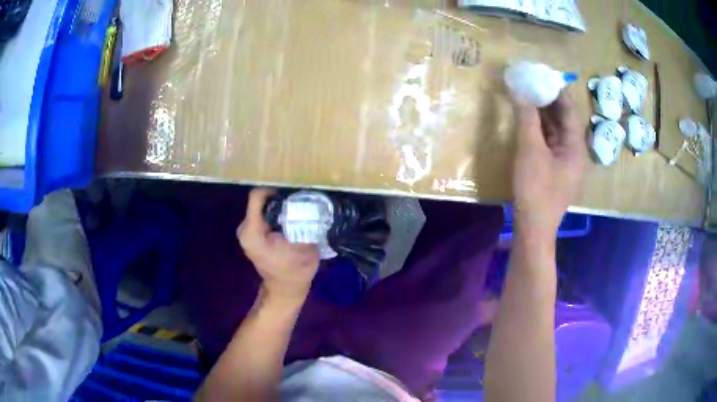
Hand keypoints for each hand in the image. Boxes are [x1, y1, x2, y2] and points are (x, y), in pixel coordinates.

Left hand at [237, 188, 319, 301]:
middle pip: (260, 202)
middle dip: (278, 200)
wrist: (285, 289)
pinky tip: (288, 222)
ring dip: (277, 208)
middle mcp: (244, 229)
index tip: (292, 196)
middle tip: (297, 204)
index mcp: (253, 232)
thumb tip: (310, 204)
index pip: (257, 197)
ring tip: (295, 213)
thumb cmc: (295, 271)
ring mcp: (246, 232)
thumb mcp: (304, 247)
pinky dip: (274, 215)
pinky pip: (262, 216)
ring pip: (261, 208)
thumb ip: (303, 224)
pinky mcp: (251, 235)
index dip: (274, 191)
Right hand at [512, 91, 585, 236]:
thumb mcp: (530, 150)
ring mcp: (564, 162)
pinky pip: (548, 142)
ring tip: (525, 96)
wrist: (533, 228)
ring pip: (555, 130)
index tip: (540, 74)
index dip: (556, 90)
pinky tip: (526, 120)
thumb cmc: (536, 190)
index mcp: (576, 146)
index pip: (570, 110)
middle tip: (529, 83)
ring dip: (541, 114)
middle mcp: (574, 151)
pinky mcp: (554, 169)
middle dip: (547, 100)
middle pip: (563, 119)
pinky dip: (538, 129)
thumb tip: (519, 91)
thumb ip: (526, 118)